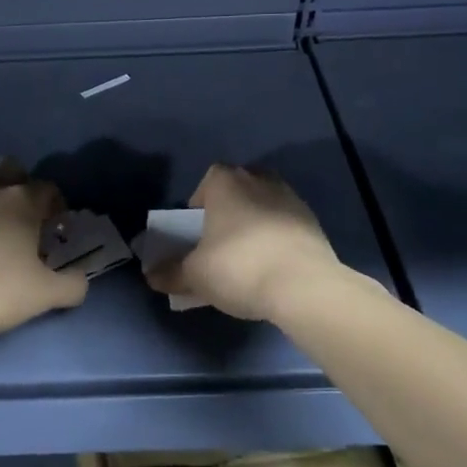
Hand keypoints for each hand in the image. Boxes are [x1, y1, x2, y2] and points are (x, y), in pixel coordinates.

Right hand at [143, 164, 343, 321]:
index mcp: (227, 182)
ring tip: (247, 255)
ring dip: (255, 222)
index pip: (208, 179)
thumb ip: (171, 273)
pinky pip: (286, 224)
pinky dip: (277, 238)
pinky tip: (272, 265)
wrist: (304, 287)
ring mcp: (291, 199)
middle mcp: (260, 180)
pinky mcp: (314, 223)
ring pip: (265, 205)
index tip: (197, 229)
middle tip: (220, 240)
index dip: (200, 202)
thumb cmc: (238, 267)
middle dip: (229, 209)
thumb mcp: (195, 275)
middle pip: (239, 188)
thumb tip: (151, 275)